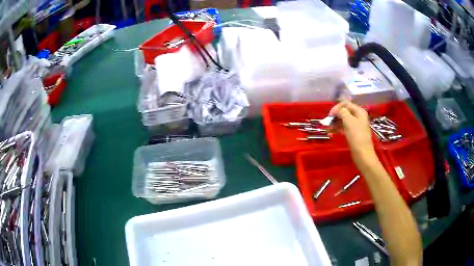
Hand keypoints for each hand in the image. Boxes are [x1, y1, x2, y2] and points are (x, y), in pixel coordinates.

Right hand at [330, 101, 376, 165]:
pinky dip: (338, 129)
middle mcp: (358, 117)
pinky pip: (344, 128)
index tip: (330, 115)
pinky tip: (332, 132)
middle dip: (336, 116)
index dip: (337, 108)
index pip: (346, 104)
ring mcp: (356, 126)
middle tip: (328, 122)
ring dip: (335, 123)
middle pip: (345, 112)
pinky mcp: (353, 134)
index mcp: (359, 111)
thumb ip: (342, 112)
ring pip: (343, 120)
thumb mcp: (348, 121)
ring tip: (328, 129)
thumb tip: (337, 110)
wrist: (362, 154)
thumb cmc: (356, 136)